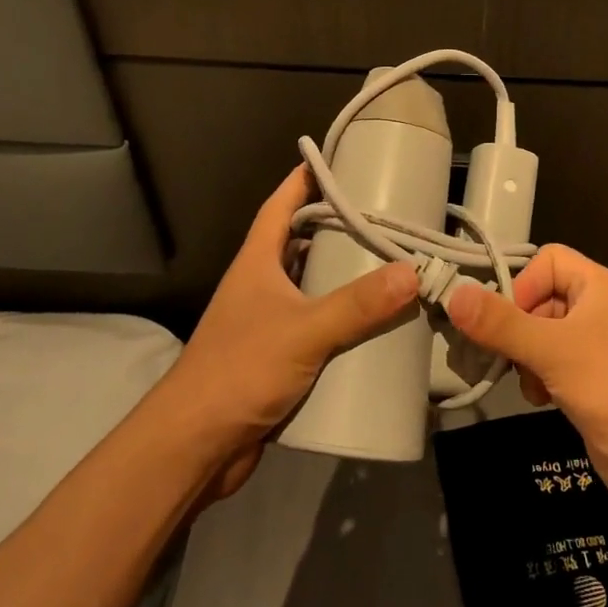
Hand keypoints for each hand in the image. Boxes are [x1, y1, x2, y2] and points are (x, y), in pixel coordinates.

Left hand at [165, 166, 418, 500]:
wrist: (195, 446)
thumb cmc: (240, 370)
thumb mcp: (304, 331)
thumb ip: (357, 304)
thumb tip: (412, 273)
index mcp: (257, 262)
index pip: (280, 205)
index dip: (304, 179)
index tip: (338, 159)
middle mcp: (260, 284)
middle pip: (299, 242)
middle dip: (336, 226)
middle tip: (383, 215)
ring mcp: (266, 321)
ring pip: (309, 284)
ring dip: (341, 274)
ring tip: (387, 262)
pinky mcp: (276, 356)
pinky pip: (315, 323)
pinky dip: (340, 318)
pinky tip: (371, 321)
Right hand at [445, 245, 607, 527]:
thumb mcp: (552, 350)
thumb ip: (500, 323)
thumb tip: (454, 294)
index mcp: (601, 286)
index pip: (549, 260)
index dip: (523, 285)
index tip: (508, 323)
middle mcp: (604, 308)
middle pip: (544, 298)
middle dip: (520, 328)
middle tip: (508, 357)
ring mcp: (603, 346)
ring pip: (546, 334)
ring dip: (528, 357)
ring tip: (531, 383)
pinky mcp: (599, 380)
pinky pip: (558, 363)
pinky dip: (543, 376)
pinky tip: (543, 399)